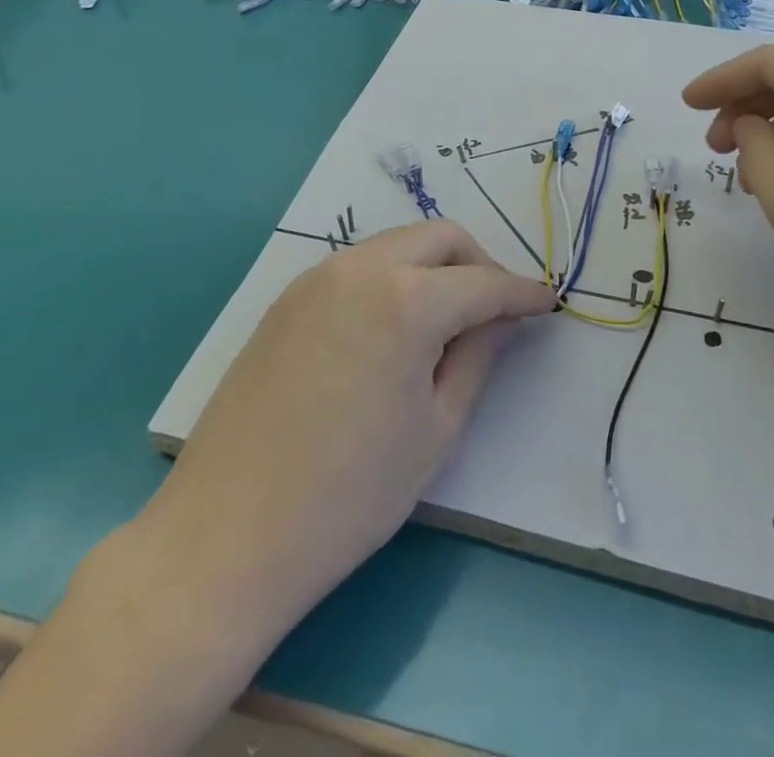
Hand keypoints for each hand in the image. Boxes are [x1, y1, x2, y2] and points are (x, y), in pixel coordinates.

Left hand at [140, 220, 555, 638]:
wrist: (226, 536)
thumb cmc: (349, 495)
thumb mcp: (436, 430)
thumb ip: (478, 358)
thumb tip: (503, 319)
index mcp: (406, 299)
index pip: (483, 282)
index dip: (522, 292)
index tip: (548, 302)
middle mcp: (361, 268)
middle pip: (440, 238)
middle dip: (479, 264)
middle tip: (497, 311)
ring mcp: (317, 279)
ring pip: (398, 244)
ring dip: (434, 267)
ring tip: (448, 321)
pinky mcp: (289, 299)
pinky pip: (359, 266)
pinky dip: (393, 279)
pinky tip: (394, 328)